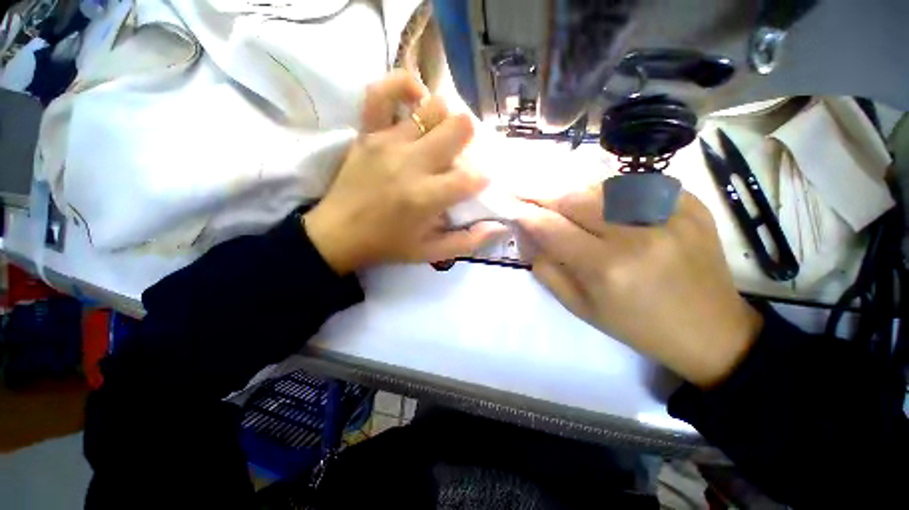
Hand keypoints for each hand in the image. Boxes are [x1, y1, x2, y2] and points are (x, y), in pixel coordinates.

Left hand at [304, 71, 504, 273]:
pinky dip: (403, 87)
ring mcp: (389, 142)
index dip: (482, 179)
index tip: (477, 185)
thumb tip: (499, 226)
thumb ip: (468, 242)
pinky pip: (382, 92)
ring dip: (445, 120)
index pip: (472, 177)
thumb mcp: (431, 253)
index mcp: (427, 197)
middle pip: (459, 128)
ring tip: (440, 136)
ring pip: (433, 107)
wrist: (338, 234)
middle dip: (469, 140)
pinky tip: (415, 101)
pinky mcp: (368, 132)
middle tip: (460, 156)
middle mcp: (412, 163)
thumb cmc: (388, 245)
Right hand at [517, 186, 762, 388]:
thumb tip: (529, 236)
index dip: (527, 213)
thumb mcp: (580, 307)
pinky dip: (614, 192)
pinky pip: (638, 185)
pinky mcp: (692, 205)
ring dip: (577, 193)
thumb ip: (547, 269)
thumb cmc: (637, 325)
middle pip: (576, 198)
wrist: (711, 330)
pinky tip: (610, 207)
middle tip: (532, 195)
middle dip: (546, 196)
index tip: (511, 205)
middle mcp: (636, 236)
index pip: (552, 227)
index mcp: (606, 268)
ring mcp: (670, 215)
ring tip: (569, 204)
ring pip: (604, 186)